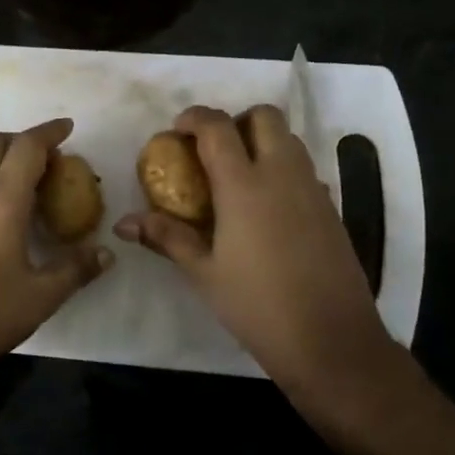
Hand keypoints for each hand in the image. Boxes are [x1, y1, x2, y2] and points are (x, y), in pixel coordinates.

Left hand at [0, 119, 111, 381]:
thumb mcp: (41, 295)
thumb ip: (75, 269)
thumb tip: (105, 253)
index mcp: (0, 199)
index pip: (26, 147)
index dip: (49, 132)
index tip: (69, 127)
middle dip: (23, 139)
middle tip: (51, 157)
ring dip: (3, 157)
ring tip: (31, 180)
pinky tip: (5, 210)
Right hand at [115, 104, 389, 397]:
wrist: (329, 339)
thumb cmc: (256, 304)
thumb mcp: (204, 272)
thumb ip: (166, 237)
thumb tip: (124, 224)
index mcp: (244, 185)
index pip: (218, 127)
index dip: (194, 118)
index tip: (176, 131)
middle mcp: (282, 174)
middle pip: (264, 116)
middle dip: (235, 120)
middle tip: (211, 150)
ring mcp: (312, 188)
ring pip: (289, 138)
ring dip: (261, 141)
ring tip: (235, 177)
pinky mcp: (330, 208)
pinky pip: (303, 168)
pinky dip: (281, 168)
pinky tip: (265, 208)